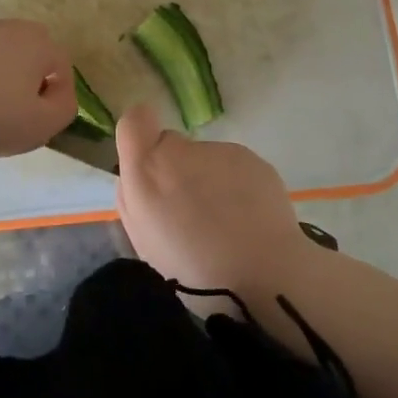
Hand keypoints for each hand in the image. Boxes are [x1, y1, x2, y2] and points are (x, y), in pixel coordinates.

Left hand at [0, 19, 74, 162]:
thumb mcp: (40, 126)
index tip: (38, 123)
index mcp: (35, 41)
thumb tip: (59, 94)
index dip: (56, 97)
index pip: (61, 66)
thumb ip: (64, 108)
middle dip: (25, 82)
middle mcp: (3, 26)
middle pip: (26, 55)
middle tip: (10, 116)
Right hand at [113, 104, 307, 295]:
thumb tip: (138, 175)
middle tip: (189, 209)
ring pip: (205, 159)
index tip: (148, 164)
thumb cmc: (194, 270)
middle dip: (175, 168)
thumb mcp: (143, 242)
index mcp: (147, 170)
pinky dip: (236, 186)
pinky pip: (234, 167)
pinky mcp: (253, 158)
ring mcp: (220, 151)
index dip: (139, 137)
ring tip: (224, 222)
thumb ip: (132, 198)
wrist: (265, 277)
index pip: (134, 120)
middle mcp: (182, 150)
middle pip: (171, 144)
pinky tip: (247, 219)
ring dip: (208, 180)